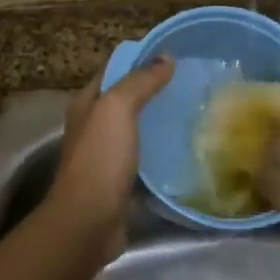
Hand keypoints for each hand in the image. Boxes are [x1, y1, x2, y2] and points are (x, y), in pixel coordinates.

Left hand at [45, 57, 174, 257]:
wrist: (88, 222)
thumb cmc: (100, 159)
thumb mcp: (118, 109)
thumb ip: (140, 81)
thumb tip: (166, 58)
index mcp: (86, 104)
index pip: (114, 70)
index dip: (140, 59)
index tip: (174, 56)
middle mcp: (92, 127)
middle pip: (125, 100)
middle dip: (153, 90)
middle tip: (189, 85)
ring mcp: (105, 156)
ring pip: (135, 130)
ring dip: (158, 122)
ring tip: (192, 113)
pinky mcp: (119, 182)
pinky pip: (143, 159)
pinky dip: (160, 152)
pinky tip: (183, 150)